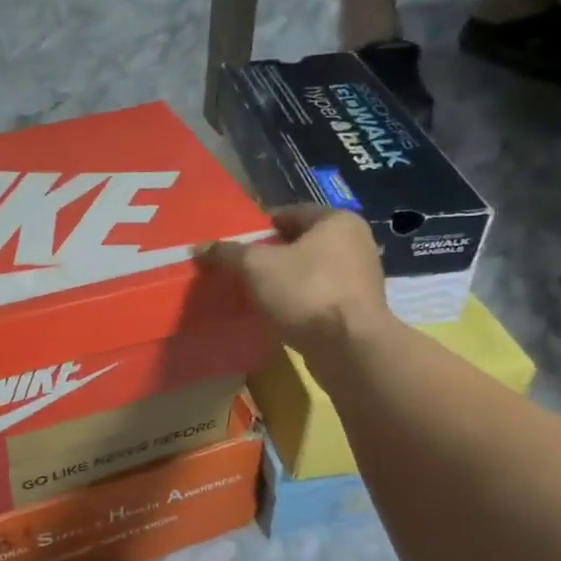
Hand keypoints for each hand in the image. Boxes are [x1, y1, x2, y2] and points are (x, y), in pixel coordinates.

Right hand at [203, 205, 394, 360]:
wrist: (349, 347)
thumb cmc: (306, 292)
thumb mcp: (257, 267)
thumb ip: (228, 253)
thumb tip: (199, 247)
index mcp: (336, 221)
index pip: (289, 213)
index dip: (259, 227)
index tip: (236, 245)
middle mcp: (355, 242)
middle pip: (300, 244)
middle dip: (270, 256)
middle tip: (241, 270)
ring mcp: (360, 278)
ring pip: (310, 272)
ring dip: (284, 281)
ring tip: (254, 294)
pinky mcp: (358, 310)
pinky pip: (319, 298)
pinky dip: (299, 302)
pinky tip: (278, 314)